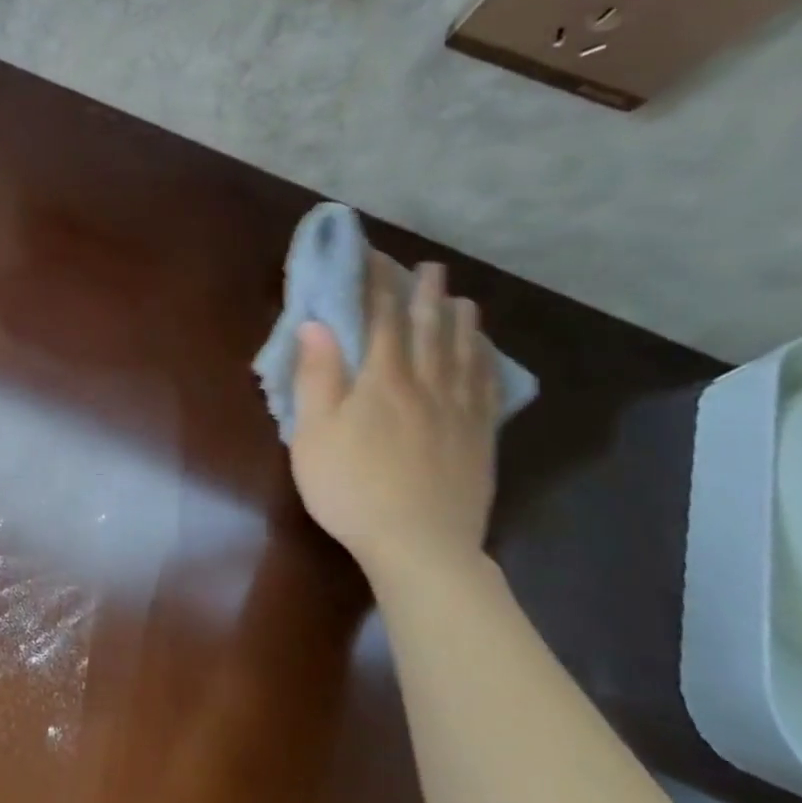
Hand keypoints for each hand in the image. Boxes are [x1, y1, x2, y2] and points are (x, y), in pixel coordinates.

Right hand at [289, 261, 498, 577]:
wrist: (419, 544)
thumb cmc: (351, 488)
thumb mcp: (314, 434)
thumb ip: (317, 377)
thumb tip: (316, 324)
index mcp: (382, 381)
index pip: (382, 319)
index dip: (377, 285)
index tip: (372, 258)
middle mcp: (427, 385)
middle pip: (429, 328)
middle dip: (426, 294)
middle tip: (429, 267)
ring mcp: (460, 411)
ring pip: (464, 352)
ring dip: (461, 320)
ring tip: (461, 299)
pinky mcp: (480, 438)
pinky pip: (487, 386)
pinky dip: (486, 360)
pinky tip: (485, 354)